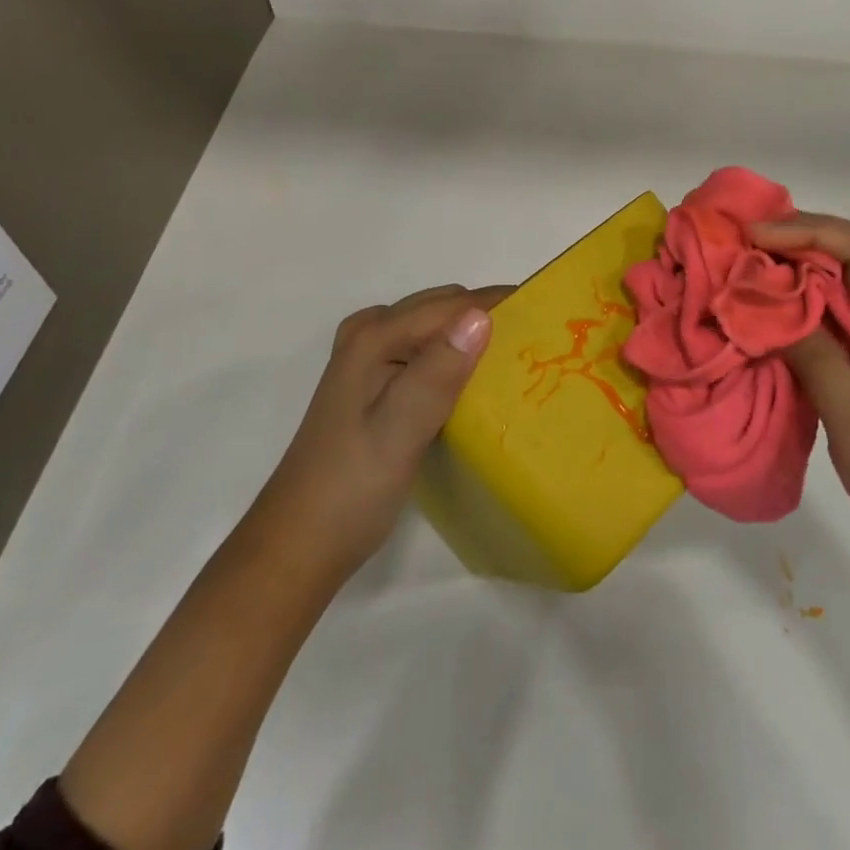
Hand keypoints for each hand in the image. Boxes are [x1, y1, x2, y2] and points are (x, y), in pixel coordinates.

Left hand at [255, 284, 512, 588]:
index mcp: (374, 335)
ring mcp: (369, 355)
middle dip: (491, 316)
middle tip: (540, 345)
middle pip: (445, 306)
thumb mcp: (400, 431)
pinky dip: (456, 354)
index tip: (550, 319)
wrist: (299, 544)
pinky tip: (478, 381)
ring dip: (475, 334)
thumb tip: (481, 316)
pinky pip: (426, 348)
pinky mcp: (375, 380)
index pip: (453, 304)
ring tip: (518, 360)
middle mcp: (370, 332)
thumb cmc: (351, 488)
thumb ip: (437, 372)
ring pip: (437, 326)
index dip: (502, 305)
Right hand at [749, 215, 849, 587]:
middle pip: (848, 259)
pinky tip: (762, 325)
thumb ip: (815, 360)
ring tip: (741, 277)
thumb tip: (766, 308)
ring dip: (790, 277)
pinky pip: (826, 327)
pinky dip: (792, 316)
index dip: (809, 230)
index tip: (755, 237)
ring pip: (835, 292)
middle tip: (738, 248)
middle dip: (794, 242)